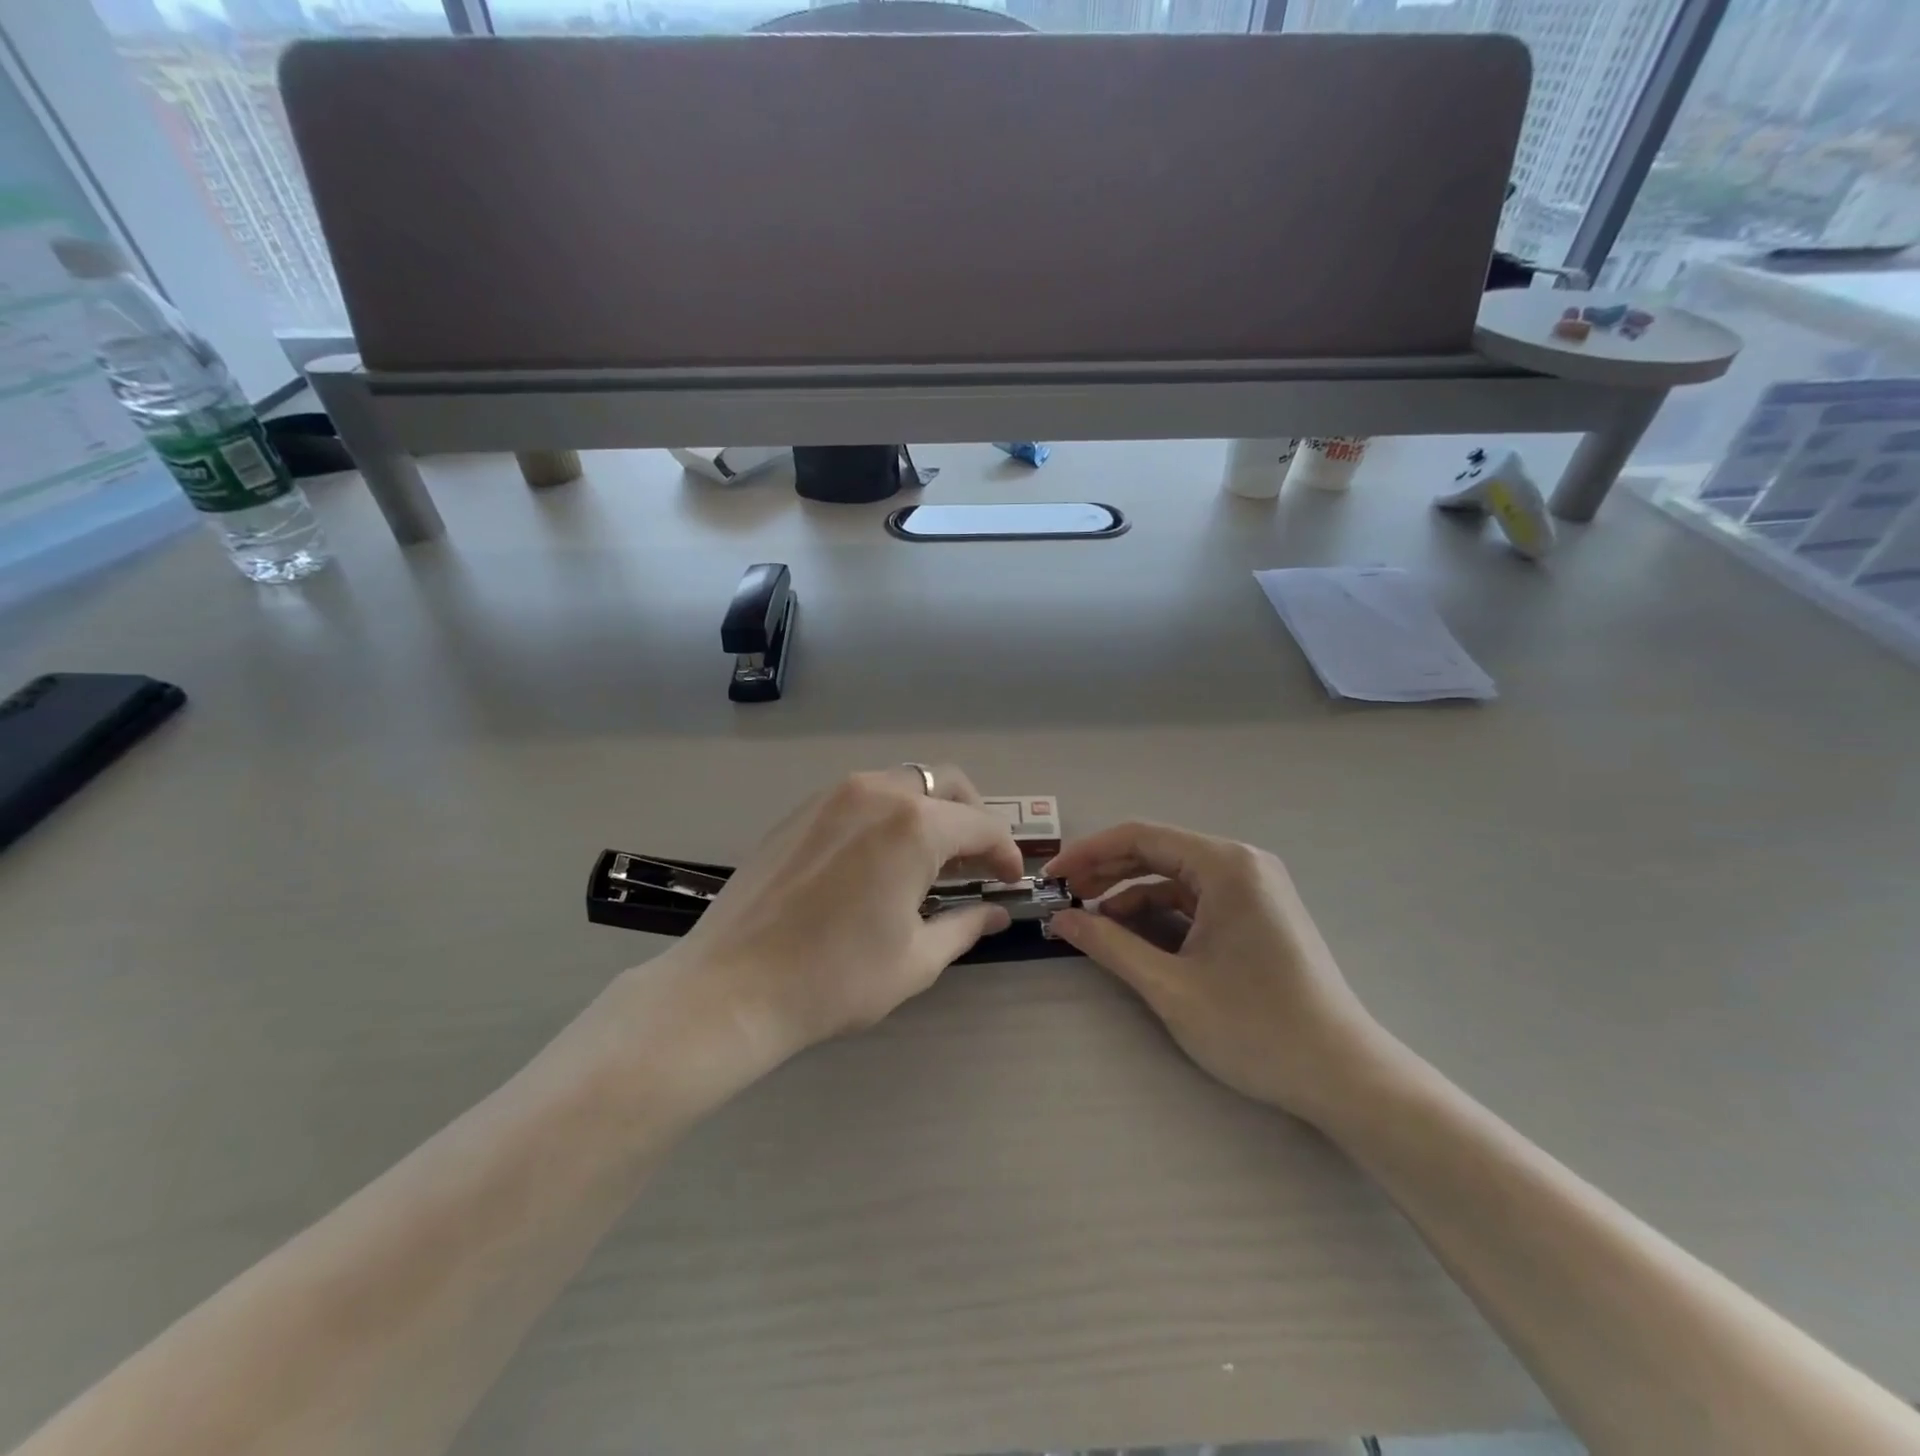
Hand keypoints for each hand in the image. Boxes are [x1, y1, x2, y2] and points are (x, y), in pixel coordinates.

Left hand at [665, 766, 1023, 1068]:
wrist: (732, 986)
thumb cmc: (835, 978)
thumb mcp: (915, 959)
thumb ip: (964, 926)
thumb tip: (995, 914)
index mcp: (914, 826)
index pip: (980, 825)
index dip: (1004, 852)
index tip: (1009, 880)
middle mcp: (877, 793)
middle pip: (944, 783)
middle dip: (971, 815)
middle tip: (974, 860)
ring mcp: (832, 795)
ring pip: (901, 783)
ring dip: (928, 811)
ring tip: (928, 859)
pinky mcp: (800, 810)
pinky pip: (861, 796)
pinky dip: (887, 814)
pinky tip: (878, 858)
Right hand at [1044, 823, 1395, 1124]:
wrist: (1344, 1077)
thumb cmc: (1256, 1027)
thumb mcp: (1170, 986)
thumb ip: (1109, 945)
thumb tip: (1060, 920)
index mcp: (1225, 865)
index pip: (1140, 837)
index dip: (1088, 853)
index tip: (1051, 878)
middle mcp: (1243, 864)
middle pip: (1158, 852)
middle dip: (1106, 872)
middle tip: (1064, 898)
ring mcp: (1255, 889)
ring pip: (1176, 878)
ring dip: (1131, 895)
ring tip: (1092, 921)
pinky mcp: (1258, 914)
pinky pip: (1197, 900)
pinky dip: (1161, 914)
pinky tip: (1134, 936)